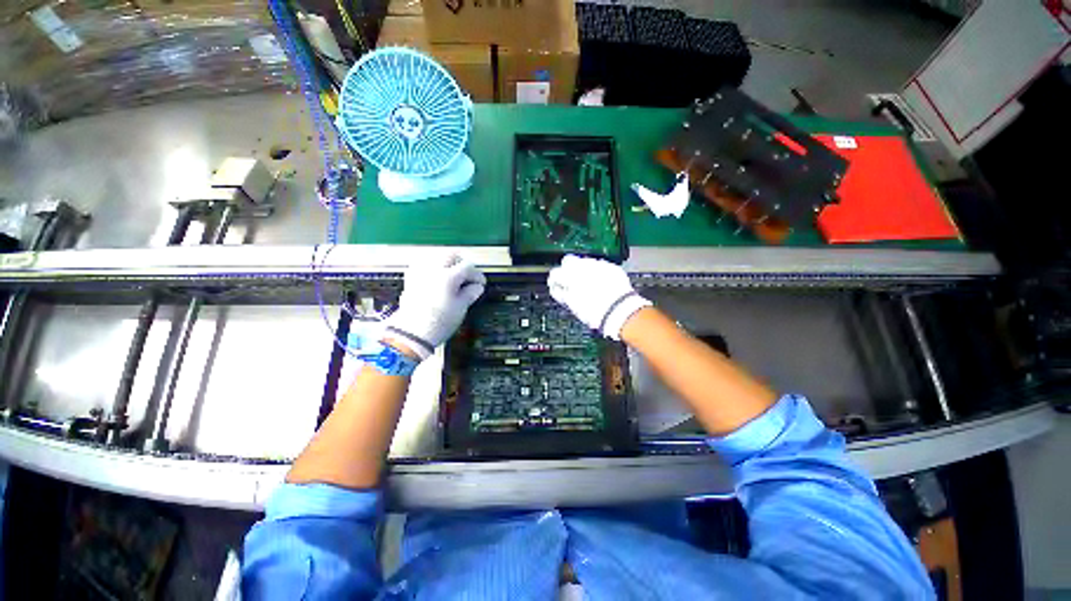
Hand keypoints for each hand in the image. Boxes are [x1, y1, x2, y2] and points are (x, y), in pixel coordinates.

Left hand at [384, 254, 485, 359]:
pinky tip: (436, 275)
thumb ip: (470, 293)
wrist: (413, 333)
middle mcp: (433, 270)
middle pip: (451, 255)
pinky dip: (432, 266)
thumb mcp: (460, 308)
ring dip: (447, 262)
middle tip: (468, 274)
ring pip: (436, 256)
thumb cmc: (437, 323)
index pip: (468, 267)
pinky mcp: (411, 279)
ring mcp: (420, 273)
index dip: (477, 275)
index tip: (480, 283)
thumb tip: (476, 287)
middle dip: (462, 263)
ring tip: (453, 274)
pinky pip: (423, 264)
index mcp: (448, 277)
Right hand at [548, 255, 650, 339]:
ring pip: (585, 262)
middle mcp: (583, 266)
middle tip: (571, 284)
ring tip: (588, 286)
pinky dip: (598, 273)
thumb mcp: (573, 305)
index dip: (554, 281)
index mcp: (570, 276)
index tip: (557, 286)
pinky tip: (601, 284)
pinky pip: (600, 266)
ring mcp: (598, 264)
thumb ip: (562, 294)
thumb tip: (557, 290)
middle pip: (568, 261)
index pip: (555, 273)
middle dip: (568, 270)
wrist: (619, 311)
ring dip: (583, 271)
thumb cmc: (595, 311)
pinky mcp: (611, 267)